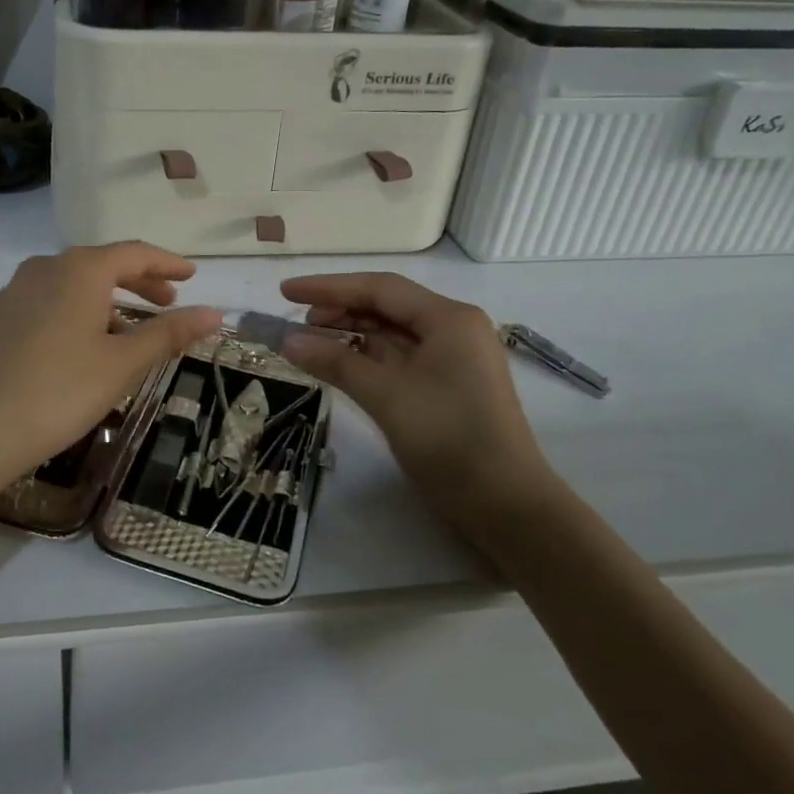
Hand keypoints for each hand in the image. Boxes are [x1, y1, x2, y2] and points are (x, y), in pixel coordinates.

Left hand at [0, 243, 222, 502]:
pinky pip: (53, 300)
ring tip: (135, 331)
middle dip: (141, 281)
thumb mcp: (123, 363)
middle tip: (170, 302)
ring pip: (76, 284)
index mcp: (79, 269)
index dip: (168, 263)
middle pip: (104, 264)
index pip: (135, 253)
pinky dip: (82, 311)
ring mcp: (17, 290)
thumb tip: (215, 312)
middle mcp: (46, 267)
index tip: (193, 276)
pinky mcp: (1, 316)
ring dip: (111, 300)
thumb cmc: (59, 392)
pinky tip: (89, 344)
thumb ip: (169, 333)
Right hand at [277, 273, 557, 537]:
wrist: (507, 506)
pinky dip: (368, 357)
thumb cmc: (448, 438)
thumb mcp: (386, 396)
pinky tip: (341, 363)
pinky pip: (401, 357)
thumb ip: (336, 362)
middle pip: (387, 306)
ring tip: (312, 343)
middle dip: (340, 310)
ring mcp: (454, 358)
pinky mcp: (449, 385)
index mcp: (448, 318)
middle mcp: (454, 328)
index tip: (286, 291)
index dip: (328, 287)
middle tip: (297, 325)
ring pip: (393, 333)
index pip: (379, 288)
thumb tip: (288, 341)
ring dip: (352, 334)